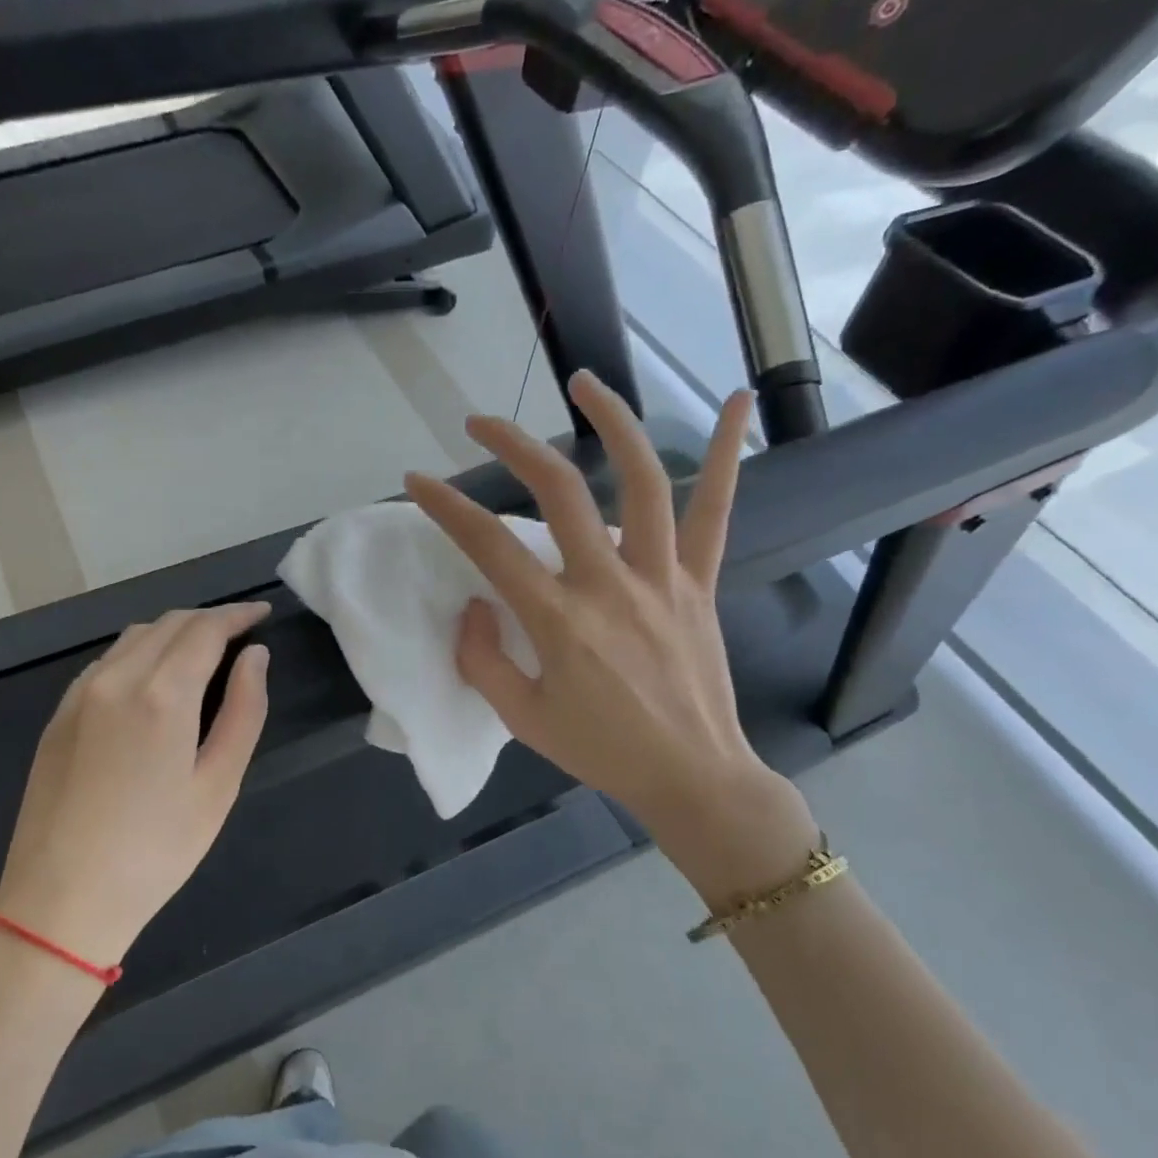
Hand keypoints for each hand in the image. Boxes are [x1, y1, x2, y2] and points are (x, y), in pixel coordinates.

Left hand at [0, 604, 270, 965]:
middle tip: (241, 634)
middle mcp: (116, 678)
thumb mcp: (218, 785)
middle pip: (170, 623)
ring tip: (203, 652)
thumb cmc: (156, 849)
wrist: (61, 900)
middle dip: (209, 620)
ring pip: (135, 637)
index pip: (206, 629)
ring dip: (174, 632)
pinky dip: (140, 652)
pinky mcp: (59, 714)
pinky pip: (107, 661)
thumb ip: (244, 711)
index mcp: (161, 694)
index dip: (238, 615)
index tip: (262, 613)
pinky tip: (153, 679)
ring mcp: (80, 694)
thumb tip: (256, 657)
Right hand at [405, 373, 817, 899]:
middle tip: (480, 422)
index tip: (417, 481)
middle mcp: (610, 585)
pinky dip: (730, 454)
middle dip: (512, 446)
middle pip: (559, 492)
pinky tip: (741, 399)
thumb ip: (482, 660)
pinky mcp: (699, 582)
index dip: (446, 508)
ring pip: (641, 480)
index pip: (489, 547)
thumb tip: (475, 604)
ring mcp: (662, 577)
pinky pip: (718, 512)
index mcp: (559, 622)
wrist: (692, 776)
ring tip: (583, 382)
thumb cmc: (601, 751)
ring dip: (611, 421)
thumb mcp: (523, 719)